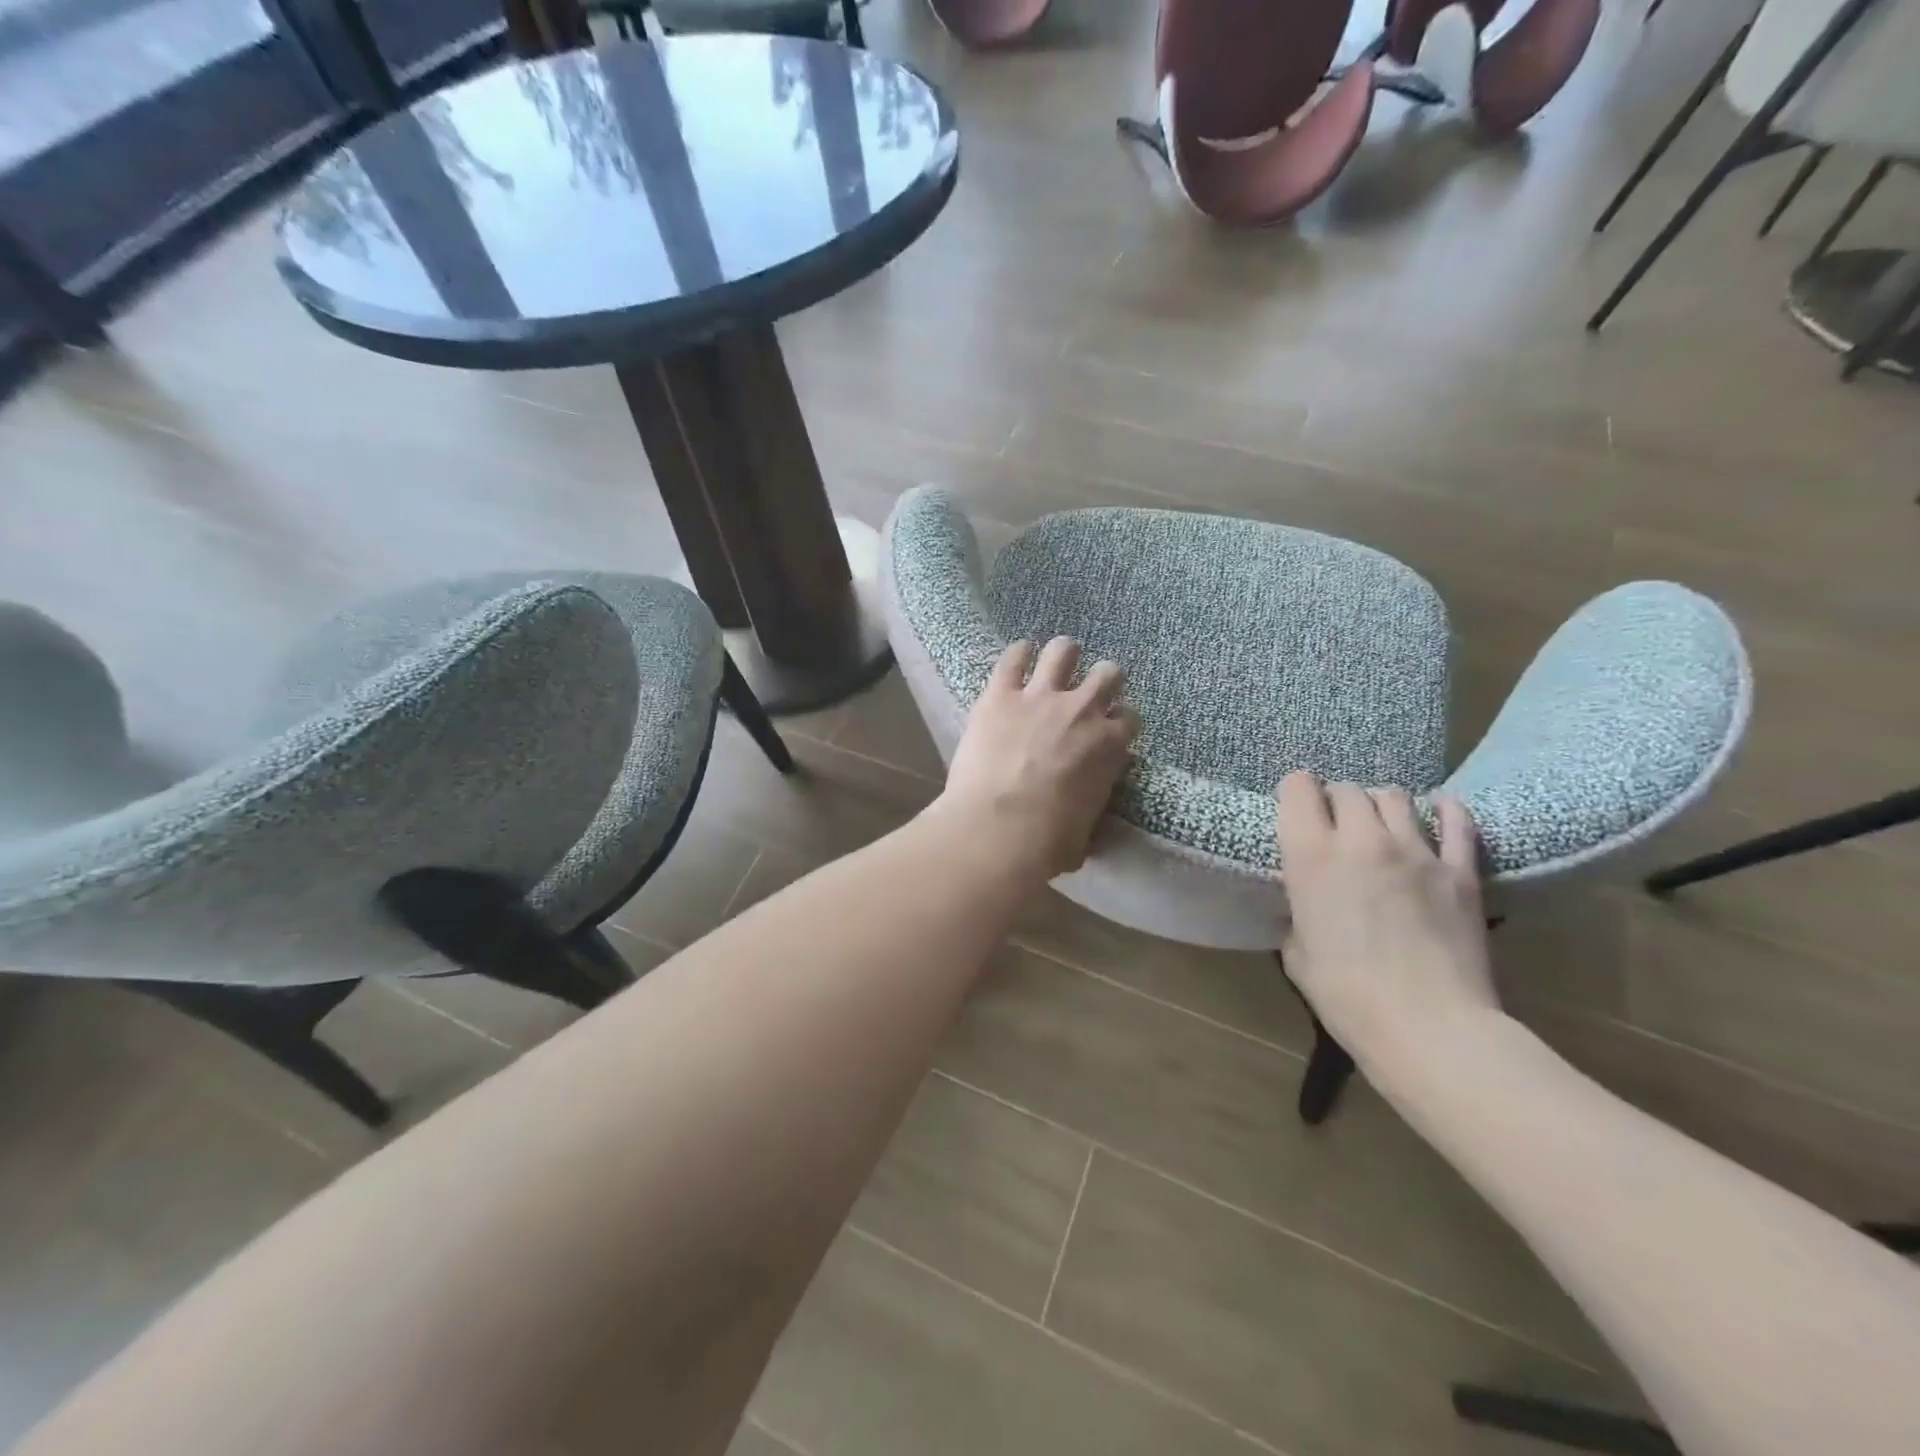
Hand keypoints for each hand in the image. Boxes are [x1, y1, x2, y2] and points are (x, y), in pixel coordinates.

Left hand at [931, 638, 1138, 884]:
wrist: (997, 830)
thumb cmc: (1046, 842)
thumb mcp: (1085, 833)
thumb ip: (1090, 809)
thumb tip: (1085, 819)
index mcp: (1109, 745)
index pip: (1129, 718)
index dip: (1120, 721)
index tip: (1110, 728)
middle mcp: (1082, 711)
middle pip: (1108, 674)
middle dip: (1104, 679)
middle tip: (1091, 689)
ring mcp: (1040, 697)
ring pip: (1064, 652)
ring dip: (1065, 654)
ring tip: (1060, 658)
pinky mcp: (1000, 694)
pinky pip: (1013, 658)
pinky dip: (1019, 652)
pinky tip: (1020, 653)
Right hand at [1276, 773, 1498, 1068]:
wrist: (1429, 1028)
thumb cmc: (1346, 996)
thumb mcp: (1297, 951)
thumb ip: (1300, 910)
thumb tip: (1310, 903)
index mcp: (1310, 856)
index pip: (1297, 788)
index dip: (1294, 793)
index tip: (1295, 811)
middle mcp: (1361, 840)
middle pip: (1347, 790)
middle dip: (1337, 801)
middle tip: (1336, 825)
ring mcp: (1416, 851)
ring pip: (1395, 797)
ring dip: (1380, 804)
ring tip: (1380, 824)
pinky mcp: (1460, 870)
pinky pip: (1455, 821)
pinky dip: (1443, 811)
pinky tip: (1438, 813)